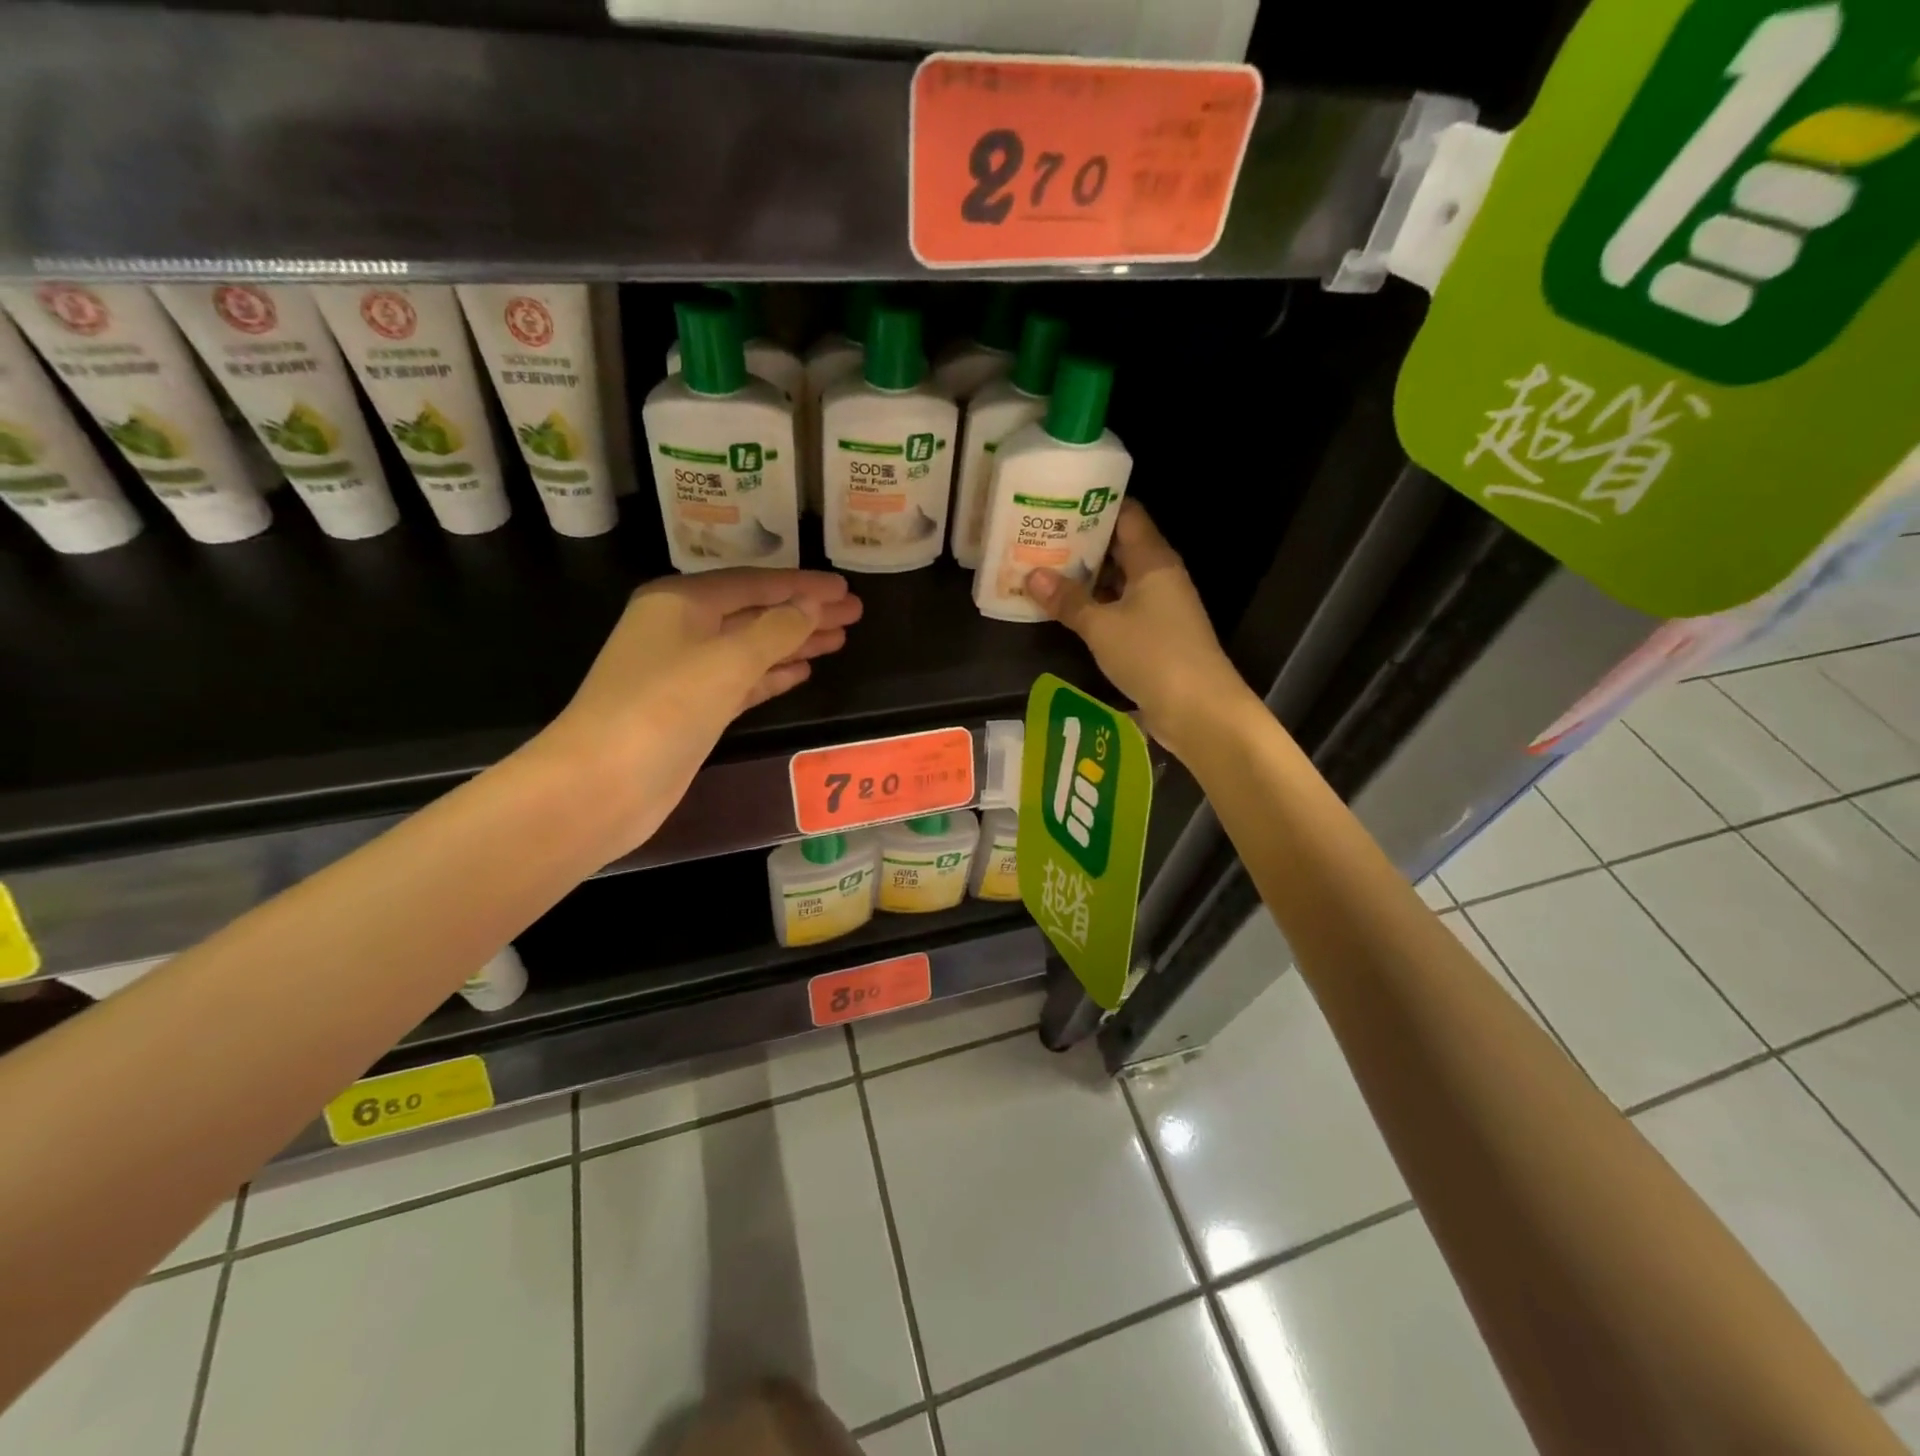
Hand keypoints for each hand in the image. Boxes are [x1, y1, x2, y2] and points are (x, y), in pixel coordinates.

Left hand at [534, 569, 862, 853]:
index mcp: (682, 602)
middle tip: (854, 613)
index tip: (845, 588)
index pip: (755, 584)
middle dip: (804, 613)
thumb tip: (812, 605)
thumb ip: (776, 629)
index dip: (803, 586)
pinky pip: (742, 681)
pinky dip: (772, 675)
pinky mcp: (693, 709)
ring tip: (839, 639)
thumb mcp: (728, 660)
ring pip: (752, 648)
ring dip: (794, 643)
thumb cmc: (664, 707)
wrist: (604, 782)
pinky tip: (803, 672)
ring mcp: (685, 672)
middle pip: (755, 613)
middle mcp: (682, 629)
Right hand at [1027, 503, 1257, 759]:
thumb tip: (1032, 576)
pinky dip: (1095, 605)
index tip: (1056, 503)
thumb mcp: (1102, 627)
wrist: (1200, 709)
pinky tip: (1065, 609)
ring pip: (1118, 580)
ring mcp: (1159, 607)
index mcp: (1153, 560)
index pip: (1126, 515)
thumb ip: (1068, 601)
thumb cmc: (1153, 655)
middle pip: (1119, 547)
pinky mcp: (1155, 635)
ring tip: (1043, 569)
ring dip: (1085, 578)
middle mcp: (1159, 577)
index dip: (1093, 505)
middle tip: (1038, 537)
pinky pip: (1120, 608)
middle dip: (1081, 543)